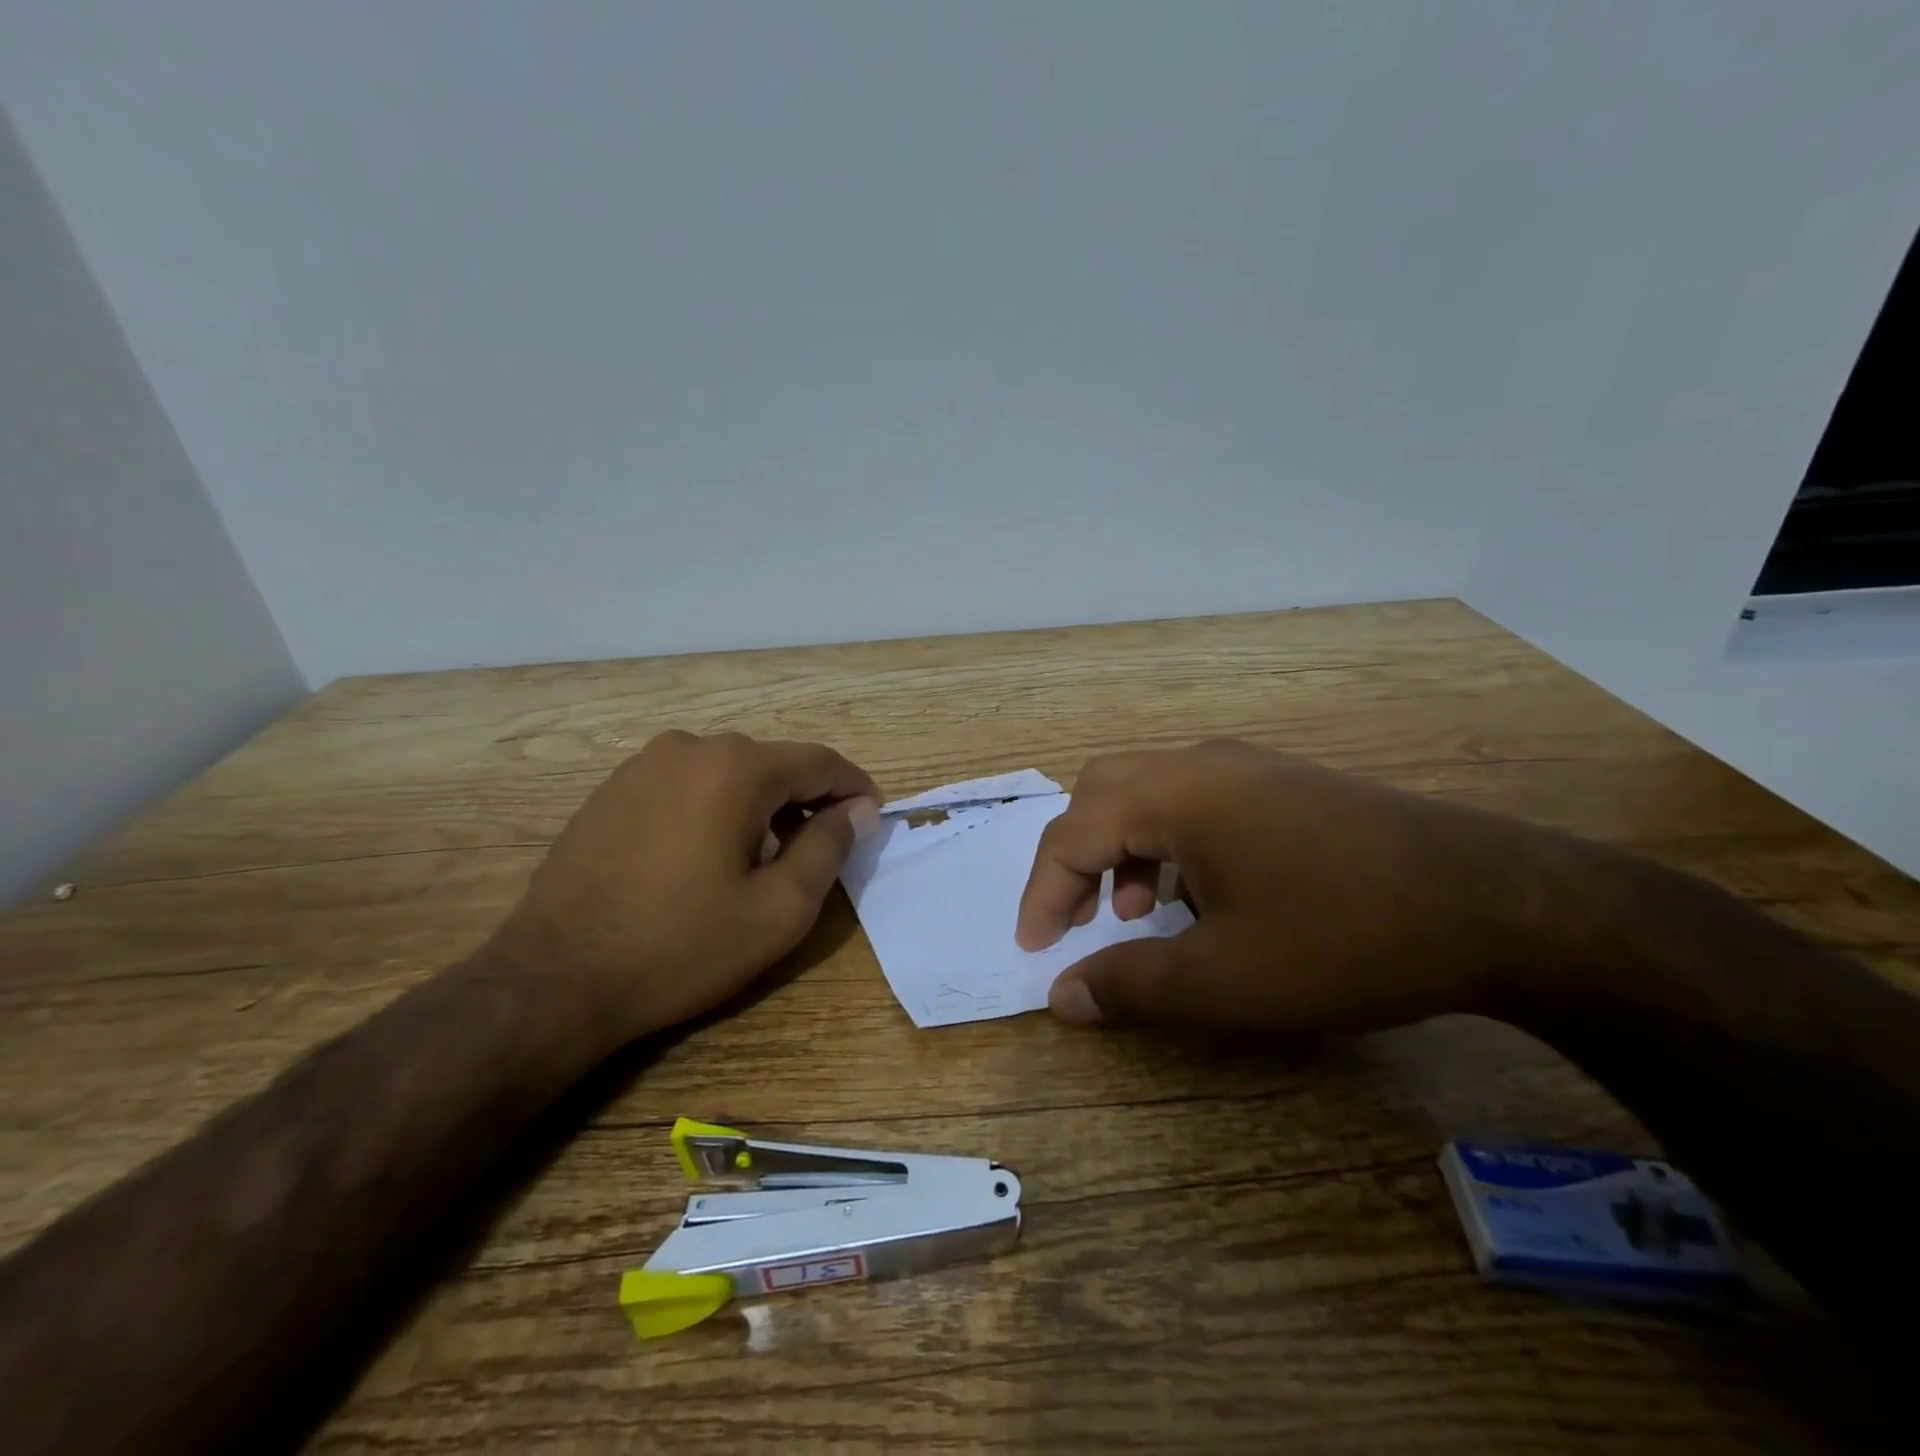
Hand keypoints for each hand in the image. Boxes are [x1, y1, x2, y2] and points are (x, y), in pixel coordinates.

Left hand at [490, 730, 879, 1045]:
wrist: (554, 979)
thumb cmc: (680, 945)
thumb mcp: (779, 909)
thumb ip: (829, 848)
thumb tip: (858, 809)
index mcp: (736, 767)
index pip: (819, 761)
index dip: (854, 788)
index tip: (873, 817)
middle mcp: (690, 747)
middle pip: (772, 763)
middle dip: (806, 800)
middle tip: (819, 850)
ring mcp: (642, 765)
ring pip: (728, 773)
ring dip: (759, 805)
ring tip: (762, 858)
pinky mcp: (611, 790)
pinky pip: (686, 785)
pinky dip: (714, 808)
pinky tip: (704, 857)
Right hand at [1016, 741, 1546, 1030]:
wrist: (1492, 902)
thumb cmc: (1341, 937)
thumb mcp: (1224, 978)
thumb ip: (1130, 985)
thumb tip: (1062, 998)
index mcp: (1172, 794)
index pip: (1072, 833)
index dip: (1043, 893)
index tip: (1037, 949)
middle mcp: (1200, 764)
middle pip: (1102, 793)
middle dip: (1076, 858)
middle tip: (1075, 919)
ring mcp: (1248, 767)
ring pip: (1150, 793)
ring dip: (1124, 849)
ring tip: (1139, 914)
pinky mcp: (1285, 783)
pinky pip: (1198, 800)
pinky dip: (1171, 842)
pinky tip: (1202, 894)